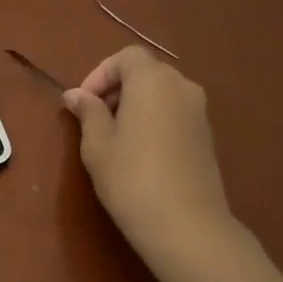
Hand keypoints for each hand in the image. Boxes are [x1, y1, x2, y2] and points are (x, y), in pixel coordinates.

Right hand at [62, 47, 237, 278]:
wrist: (186, 224)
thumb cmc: (131, 178)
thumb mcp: (97, 145)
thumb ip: (88, 112)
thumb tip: (76, 94)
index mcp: (152, 81)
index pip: (126, 57)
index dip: (100, 74)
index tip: (83, 103)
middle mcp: (181, 87)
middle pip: (146, 72)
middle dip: (116, 89)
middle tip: (94, 120)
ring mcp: (199, 112)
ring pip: (161, 94)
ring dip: (135, 105)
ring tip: (114, 139)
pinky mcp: (207, 136)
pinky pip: (174, 113)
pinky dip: (154, 120)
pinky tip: (139, 154)